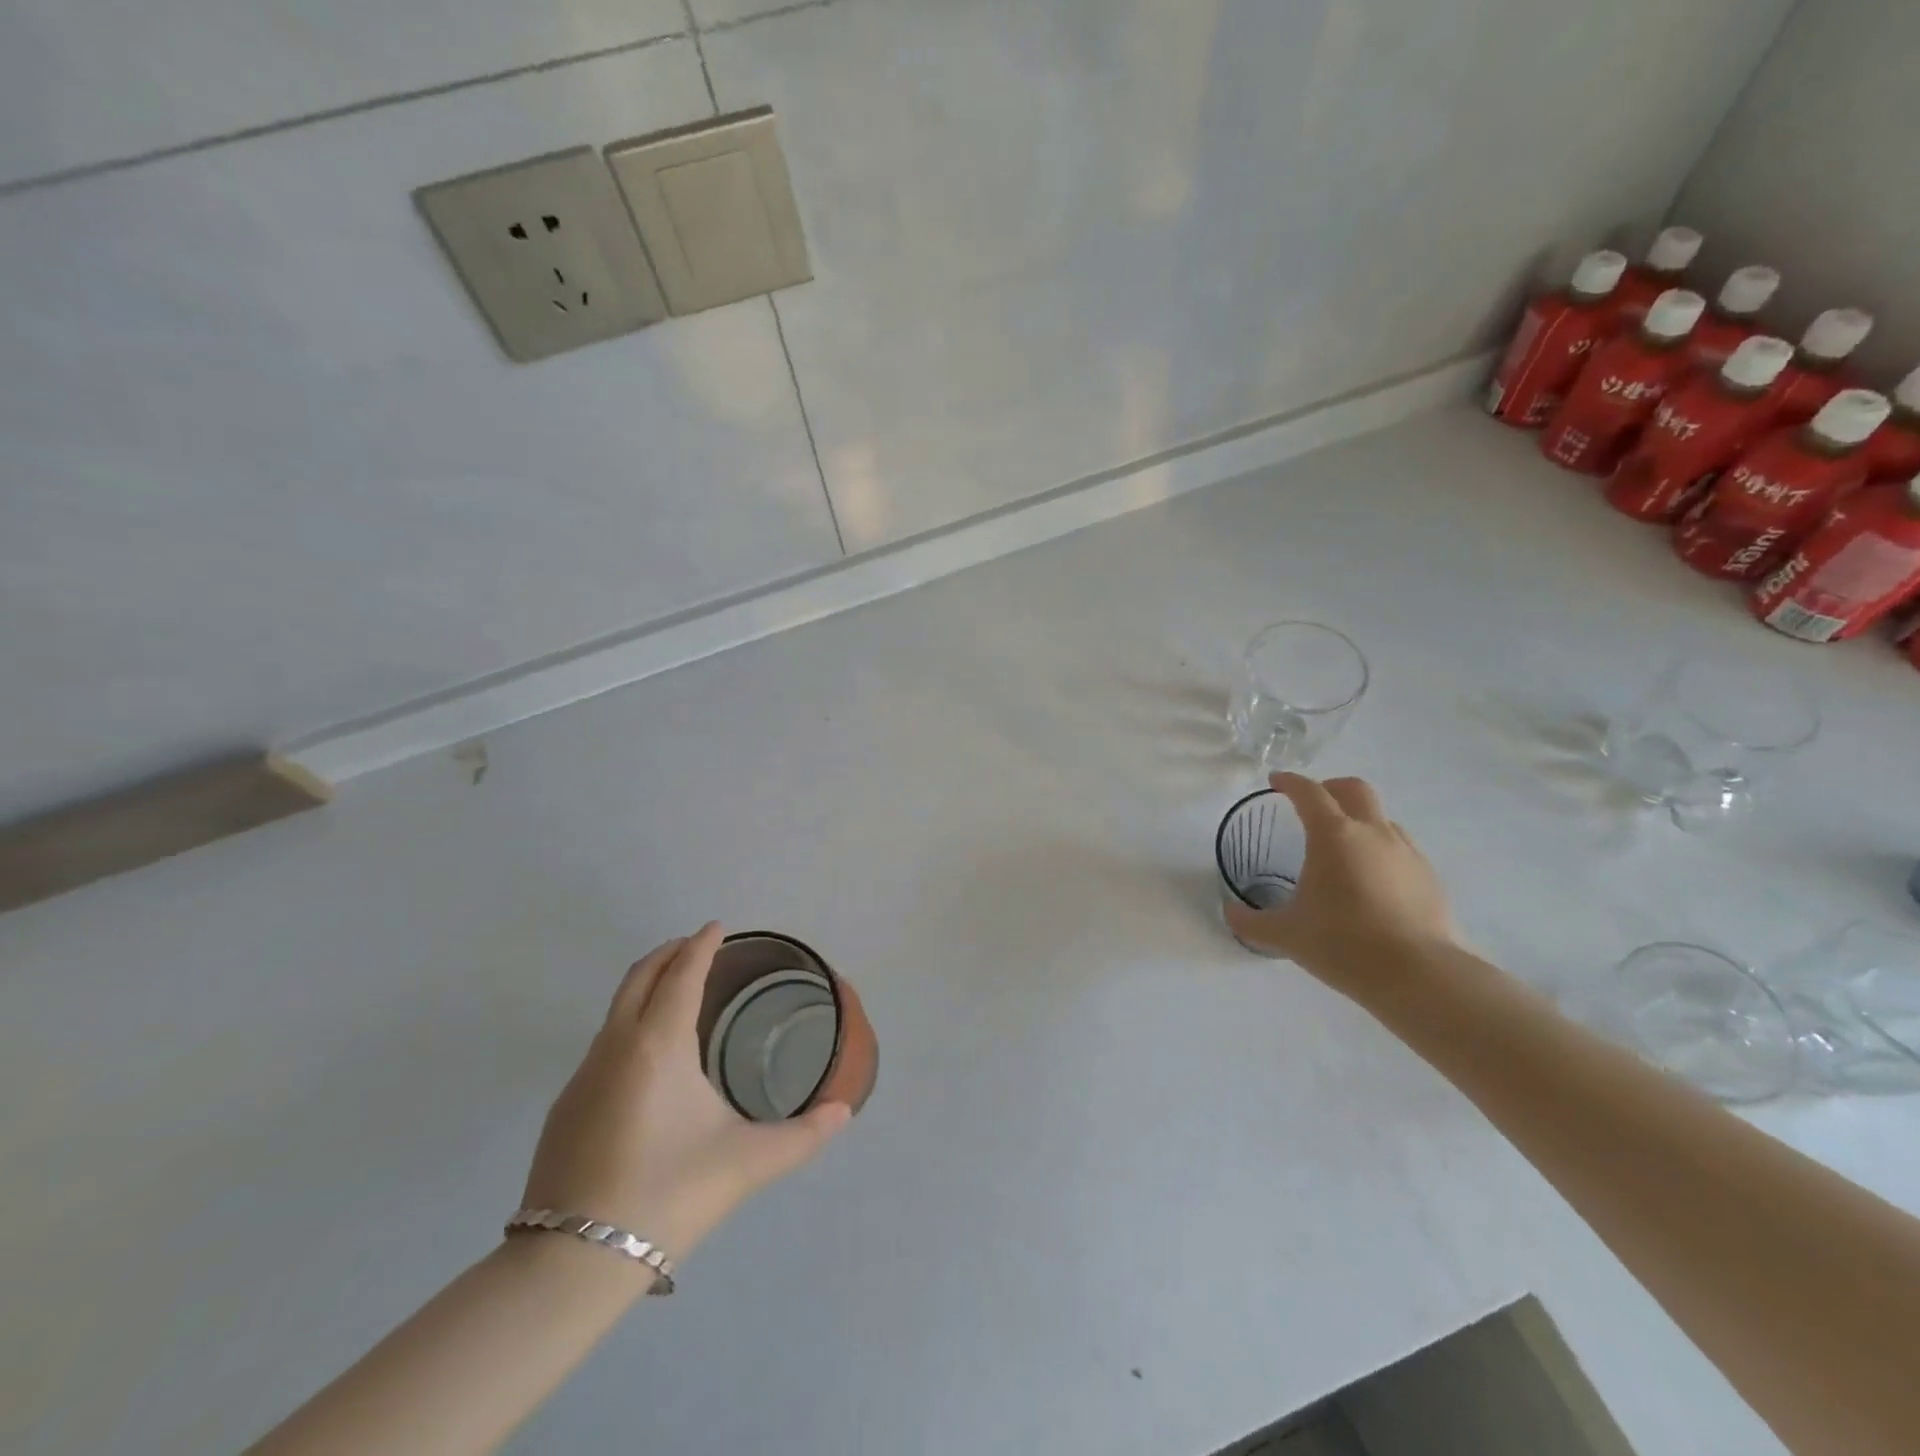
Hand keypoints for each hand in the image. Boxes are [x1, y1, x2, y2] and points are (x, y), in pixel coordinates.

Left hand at [520, 923, 850, 1267]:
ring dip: (647, 986)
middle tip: (697, 946)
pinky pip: (603, 1042)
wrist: (570, 1264)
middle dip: (669, 953)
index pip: (682, 974)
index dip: (702, 946)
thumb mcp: (746, 1162)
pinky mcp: (565, 1108)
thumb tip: (843, 1114)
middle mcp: (615, 1046)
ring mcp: (582, 1076)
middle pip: (640, 976)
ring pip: (616, 1009)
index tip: (717, 927)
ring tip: (677, 992)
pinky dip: (629, 1022)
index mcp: (658, 1044)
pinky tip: (647, 1058)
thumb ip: (803, 1136)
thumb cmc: (668, 1194)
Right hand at [1224, 774, 1458, 996]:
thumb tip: (1230, 913)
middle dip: (1330, 788)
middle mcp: (1373, 833)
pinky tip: (1371, 882)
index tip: (1276, 782)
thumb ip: (1250, 922)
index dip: (1290, 782)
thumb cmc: (1343, 944)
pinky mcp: (1429, 878)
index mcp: (1333, 836)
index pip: (1309, 792)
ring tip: (1342, 849)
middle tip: (1312, 805)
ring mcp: (1407, 854)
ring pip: (1382, 819)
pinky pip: (1401, 850)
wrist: (1419, 976)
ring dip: (1359, 821)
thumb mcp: (1285, 935)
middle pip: (1354, 789)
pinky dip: (1381, 852)